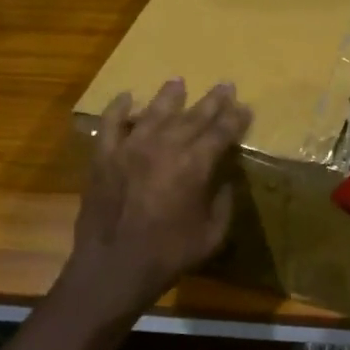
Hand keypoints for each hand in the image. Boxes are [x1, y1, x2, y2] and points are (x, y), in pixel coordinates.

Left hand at [65, 79, 252, 319]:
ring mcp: (130, 148)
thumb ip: (223, 201)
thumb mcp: (212, 234)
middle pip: (193, 116)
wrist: (113, 268)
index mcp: (194, 165)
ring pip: (154, 112)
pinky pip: (110, 124)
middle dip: (212, 101)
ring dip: (169, 96)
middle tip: (224, 85)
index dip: (235, 119)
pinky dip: (118, 108)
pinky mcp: (104, 156)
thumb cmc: (169, 255)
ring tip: (178, 81)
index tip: (245, 107)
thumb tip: (224, 179)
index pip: (221, 132)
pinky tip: (126, 97)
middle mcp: (164, 147)